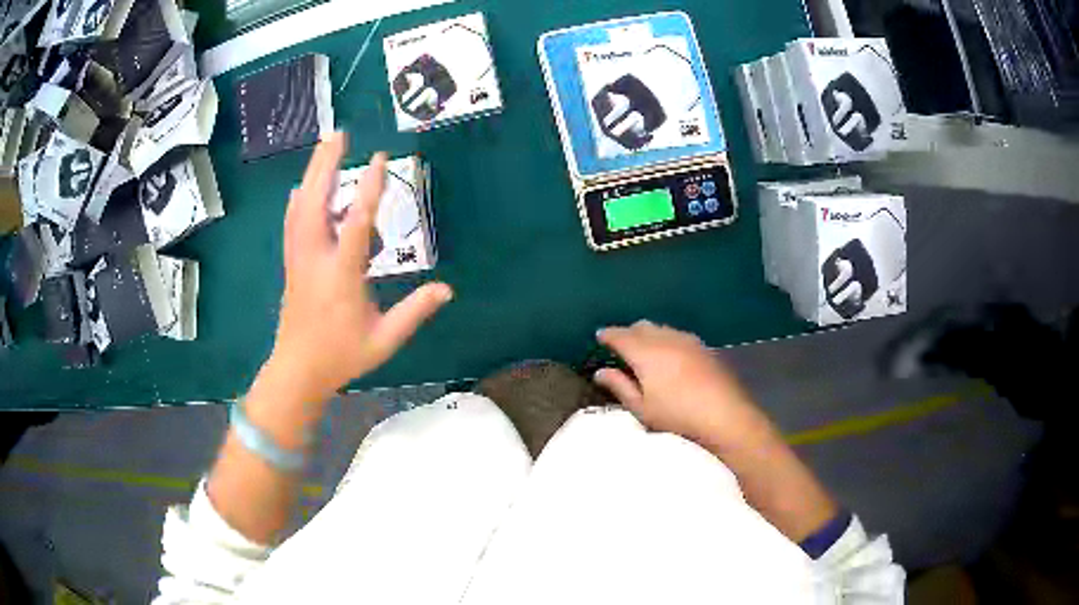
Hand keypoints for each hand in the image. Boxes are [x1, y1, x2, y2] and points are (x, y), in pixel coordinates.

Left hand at [267, 133, 452, 402]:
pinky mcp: (292, 264)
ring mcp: (299, 259)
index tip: (379, 158)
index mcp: (341, 275)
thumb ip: (414, 312)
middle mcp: (315, 259)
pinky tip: (301, 188)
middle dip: (326, 165)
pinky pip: (293, 223)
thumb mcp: (384, 340)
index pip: (356, 223)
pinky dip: (298, 200)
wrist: (297, 370)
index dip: (369, 188)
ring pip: (301, 208)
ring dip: (312, 174)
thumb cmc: (342, 356)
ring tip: (324, 148)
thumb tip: (447, 290)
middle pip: (315, 202)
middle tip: (338, 134)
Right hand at [595, 321, 773, 449]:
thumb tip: (600, 372)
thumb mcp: (642, 408)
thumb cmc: (677, 415)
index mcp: (645, 353)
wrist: (724, 413)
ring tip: (643, 349)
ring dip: (648, 334)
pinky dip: (665, 338)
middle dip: (627, 332)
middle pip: (641, 326)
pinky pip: (677, 334)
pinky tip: (669, 354)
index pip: (620, 336)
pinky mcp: (703, 346)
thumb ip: (619, 387)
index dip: (608, 335)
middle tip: (620, 345)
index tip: (599, 336)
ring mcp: (687, 340)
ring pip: (660, 328)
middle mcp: (665, 338)